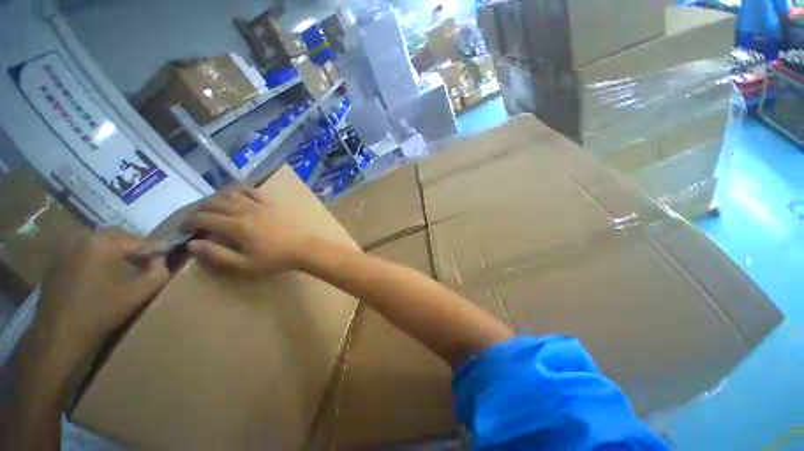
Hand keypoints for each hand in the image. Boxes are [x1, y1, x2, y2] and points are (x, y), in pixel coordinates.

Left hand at [33, 228, 169, 359]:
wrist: (60, 333)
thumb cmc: (101, 311)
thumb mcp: (139, 293)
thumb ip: (158, 272)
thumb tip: (160, 260)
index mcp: (105, 243)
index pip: (139, 240)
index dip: (156, 248)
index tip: (168, 254)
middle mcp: (84, 237)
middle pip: (119, 236)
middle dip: (135, 247)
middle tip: (147, 261)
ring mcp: (67, 246)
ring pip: (101, 241)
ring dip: (116, 250)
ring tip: (126, 266)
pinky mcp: (58, 257)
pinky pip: (85, 249)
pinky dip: (99, 255)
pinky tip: (103, 272)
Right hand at [185, 186, 310, 274]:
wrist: (303, 248)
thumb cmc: (275, 259)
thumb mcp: (244, 264)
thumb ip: (218, 255)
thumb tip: (192, 244)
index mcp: (236, 225)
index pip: (203, 218)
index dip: (188, 222)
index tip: (182, 229)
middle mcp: (244, 210)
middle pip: (214, 203)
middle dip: (199, 209)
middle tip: (194, 219)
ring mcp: (259, 204)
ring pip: (230, 194)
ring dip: (216, 198)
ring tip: (211, 207)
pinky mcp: (271, 202)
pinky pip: (251, 190)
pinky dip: (239, 190)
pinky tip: (235, 194)